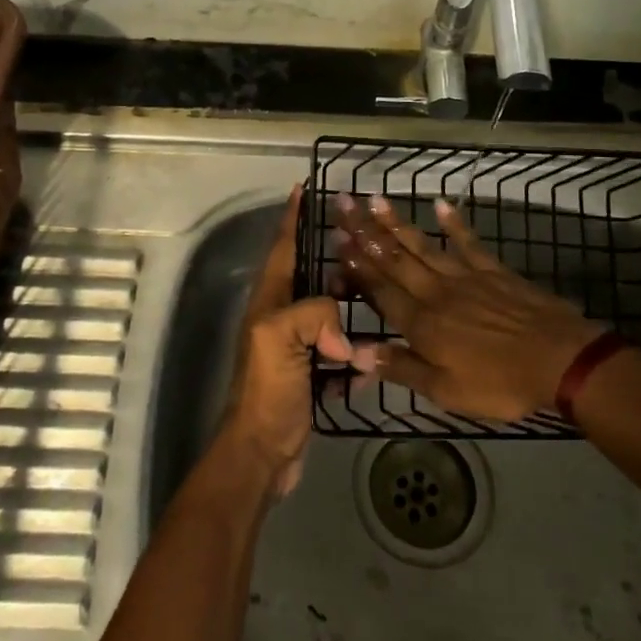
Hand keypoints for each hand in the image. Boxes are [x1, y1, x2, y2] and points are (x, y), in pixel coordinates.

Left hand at [223, 186, 376, 496]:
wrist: (262, 452)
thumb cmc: (267, 389)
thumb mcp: (280, 338)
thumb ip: (314, 313)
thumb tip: (344, 333)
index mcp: (270, 301)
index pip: (282, 247)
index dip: (292, 217)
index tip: (304, 188)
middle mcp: (281, 318)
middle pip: (310, 277)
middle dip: (334, 260)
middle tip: (363, 244)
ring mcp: (297, 348)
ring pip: (329, 316)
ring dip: (350, 309)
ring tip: (378, 296)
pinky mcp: (312, 376)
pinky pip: (339, 356)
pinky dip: (355, 358)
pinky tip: (372, 362)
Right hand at [333, 194, 606, 421]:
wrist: (559, 360)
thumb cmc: (500, 382)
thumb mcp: (446, 390)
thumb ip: (401, 368)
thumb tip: (356, 353)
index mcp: (421, 323)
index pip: (380, 290)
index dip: (356, 266)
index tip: (336, 240)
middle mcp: (436, 292)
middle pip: (394, 258)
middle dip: (365, 231)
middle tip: (343, 203)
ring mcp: (465, 276)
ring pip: (423, 245)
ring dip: (397, 223)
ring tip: (374, 199)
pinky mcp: (493, 270)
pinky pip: (468, 242)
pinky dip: (454, 223)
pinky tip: (440, 204)